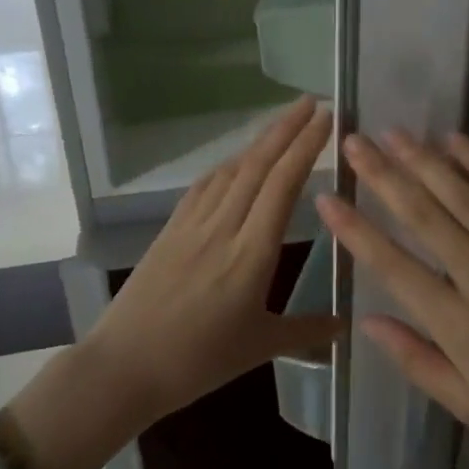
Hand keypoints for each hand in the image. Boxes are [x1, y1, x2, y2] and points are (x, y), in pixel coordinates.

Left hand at [89, 98, 340, 424]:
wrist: (123, 367)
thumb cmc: (197, 361)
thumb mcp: (260, 348)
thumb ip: (307, 331)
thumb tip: (346, 324)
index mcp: (252, 253)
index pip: (283, 184)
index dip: (306, 146)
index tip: (326, 118)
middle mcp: (223, 227)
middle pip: (258, 165)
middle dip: (286, 128)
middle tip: (312, 102)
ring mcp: (192, 225)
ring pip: (231, 170)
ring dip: (258, 142)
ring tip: (282, 124)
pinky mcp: (170, 230)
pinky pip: (204, 186)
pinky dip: (227, 166)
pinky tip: (234, 163)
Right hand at [316, 129, 468, 463]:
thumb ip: (416, 360)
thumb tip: (369, 322)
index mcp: (458, 322)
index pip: (394, 266)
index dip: (356, 231)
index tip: (327, 198)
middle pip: (425, 215)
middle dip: (384, 176)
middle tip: (355, 142)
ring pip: (463, 196)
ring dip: (425, 161)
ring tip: (394, 133)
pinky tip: (458, 142)